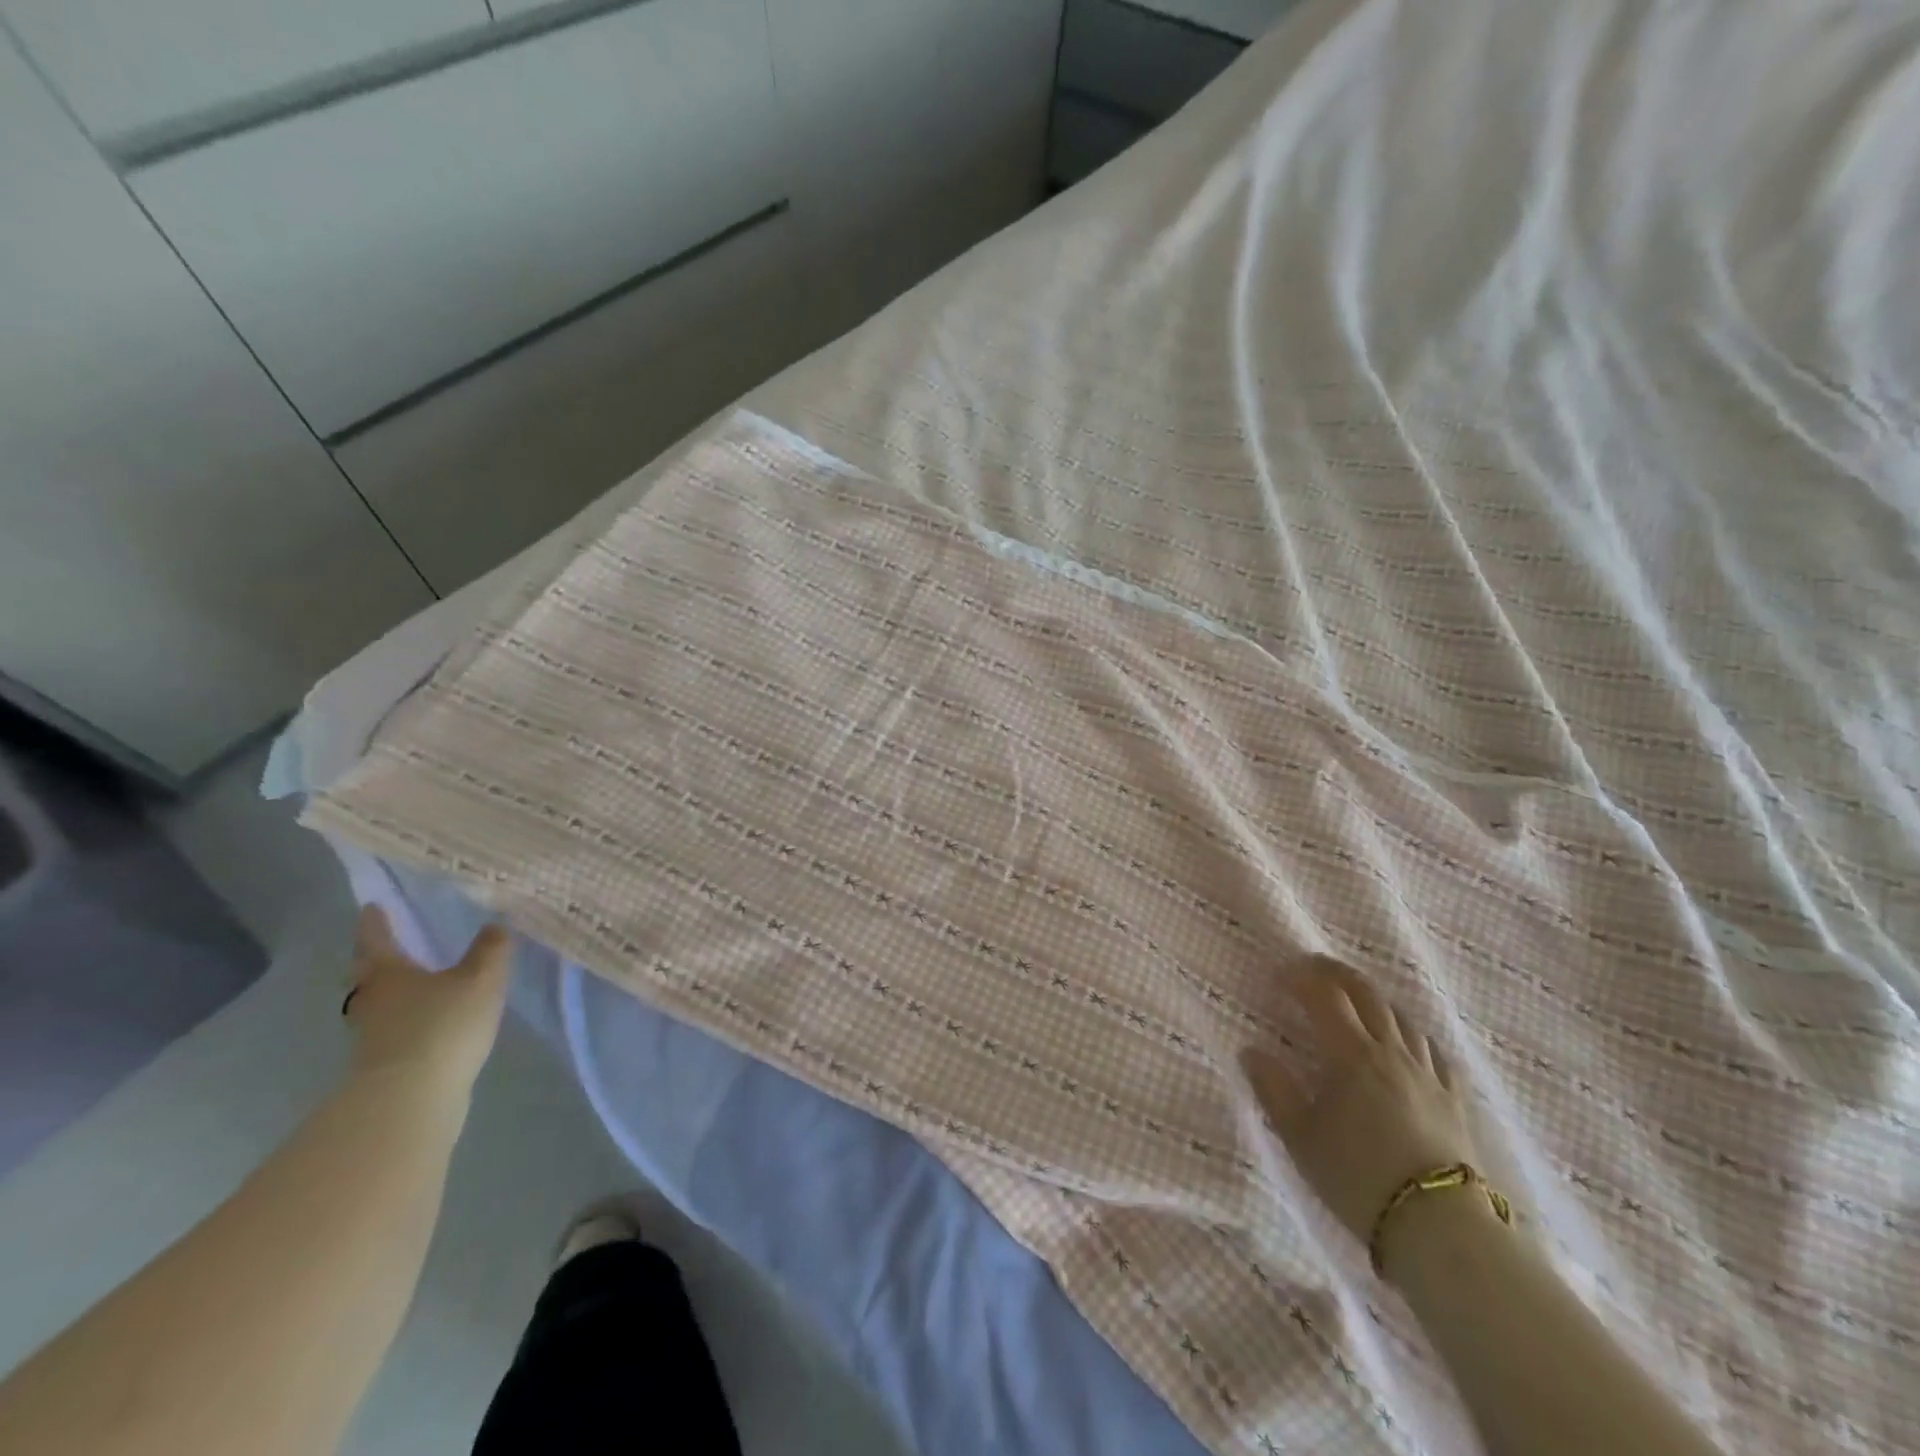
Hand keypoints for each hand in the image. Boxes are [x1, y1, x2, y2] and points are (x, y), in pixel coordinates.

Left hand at [343, 907, 512, 1096]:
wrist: (410, 1099)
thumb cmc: (442, 1026)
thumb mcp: (480, 979)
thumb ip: (490, 950)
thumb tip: (495, 924)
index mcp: (387, 973)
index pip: (377, 939)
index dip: (376, 922)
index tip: (372, 907)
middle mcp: (372, 1001)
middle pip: (368, 975)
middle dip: (378, 959)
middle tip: (392, 945)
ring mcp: (372, 1035)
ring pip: (378, 1003)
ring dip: (392, 992)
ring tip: (418, 982)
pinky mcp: (383, 1064)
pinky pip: (393, 1028)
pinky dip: (406, 1018)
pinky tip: (429, 1020)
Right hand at [1245, 956, 1485, 1262]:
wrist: (1443, 1230)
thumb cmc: (1359, 1178)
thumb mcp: (1301, 1137)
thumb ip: (1274, 1089)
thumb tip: (1251, 1051)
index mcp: (1352, 1055)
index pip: (1325, 997)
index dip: (1301, 978)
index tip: (1280, 975)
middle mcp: (1392, 1052)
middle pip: (1367, 994)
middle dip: (1336, 973)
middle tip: (1313, 967)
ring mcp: (1429, 1074)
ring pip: (1402, 1017)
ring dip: (1373, 999)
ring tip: (1355, 1000)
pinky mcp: (1455, 1099)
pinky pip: (1433, 1050)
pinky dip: (1411, 1033)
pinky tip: (1407, 1041)